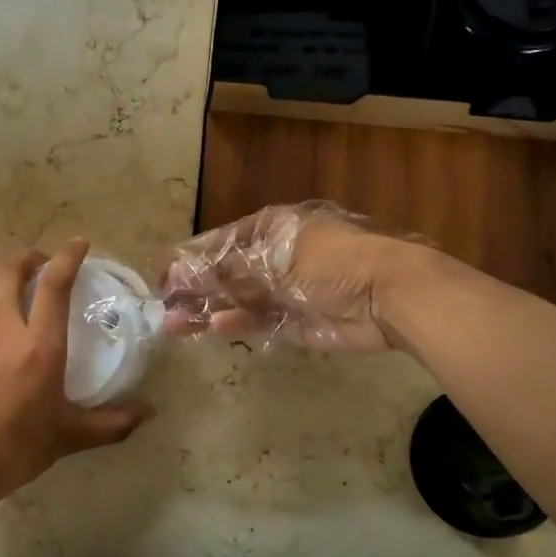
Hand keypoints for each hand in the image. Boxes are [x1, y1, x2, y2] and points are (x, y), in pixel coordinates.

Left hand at [0, 240, 152, 509]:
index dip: (68, 256)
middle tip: (43, 264)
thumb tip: (148, 413)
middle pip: (10, 268)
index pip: (55, 284)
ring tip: (14, 277)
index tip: (79, 244)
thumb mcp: (67, 438)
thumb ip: (110, 424)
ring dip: (0, 267)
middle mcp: (3, 328)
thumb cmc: (12, 450)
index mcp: (39, 346)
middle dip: (29, 257)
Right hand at [160, 203, 440, 353]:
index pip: (221, 241)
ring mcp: (285, 290)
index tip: (165, 278)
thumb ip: (227, 269)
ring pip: (237, 300)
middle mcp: (275, 257)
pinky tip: (216, 328)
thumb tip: (182, 274)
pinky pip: (258, 321)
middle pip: (226, 273)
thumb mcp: (276, 257)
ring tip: (176, 326)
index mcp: (272, 228)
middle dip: (195, 289)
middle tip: (165, 307)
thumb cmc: (332, 261)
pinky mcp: (295, 321)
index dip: (192, 259)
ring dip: (209, 310)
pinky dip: (237, 323)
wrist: (389, 295)